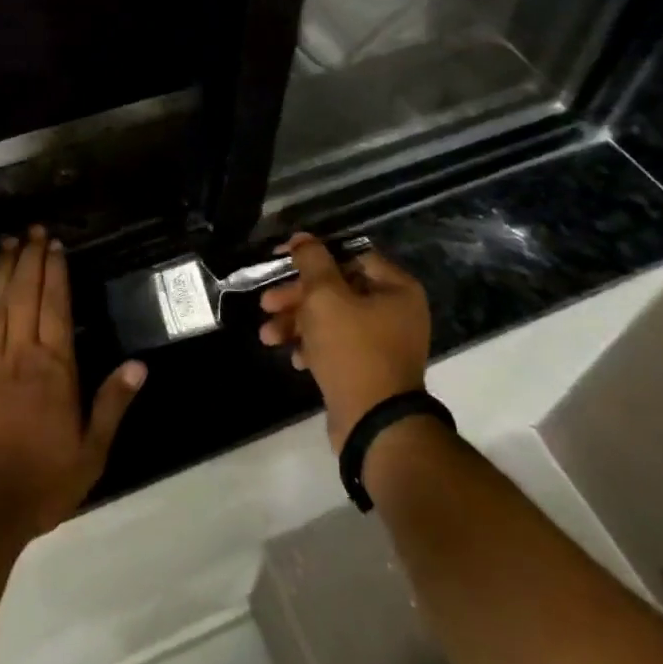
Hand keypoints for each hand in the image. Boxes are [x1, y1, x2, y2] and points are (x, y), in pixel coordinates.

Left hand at [0, 225, 146, 537]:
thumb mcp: (91, 451)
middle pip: (24, 296)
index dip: (54, 272)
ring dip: (2, 273)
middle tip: (31, 230)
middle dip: (29, 259)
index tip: (53, 245)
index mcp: (54, 367)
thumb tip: (139, 365)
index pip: (55, 306)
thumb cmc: (42, 481)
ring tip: (6, 245)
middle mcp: (20, 354)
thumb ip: (113, 404)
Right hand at [257, 233, 431, 451]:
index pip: (349, 255)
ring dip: (297, 322)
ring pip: (331, 318)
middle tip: (266, 303)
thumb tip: (302, 238)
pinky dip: (313, 346)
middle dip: (296, 297)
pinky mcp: (369, 369)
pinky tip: (294, 358)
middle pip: (336, 289)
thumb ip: (312, 261)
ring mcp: (384, 342)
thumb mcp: (325, 296)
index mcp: (396, 288)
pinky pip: (337, 346)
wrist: (374, 425)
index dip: (312, 254)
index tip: (280, 260)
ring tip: (268, 336)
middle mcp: (395, 311)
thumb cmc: (352, 350)